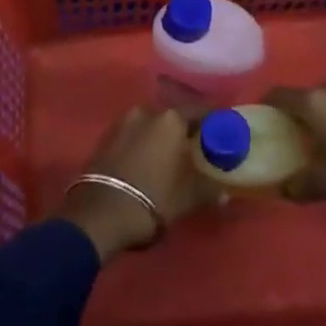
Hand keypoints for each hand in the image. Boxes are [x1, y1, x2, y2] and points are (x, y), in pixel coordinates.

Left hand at [60, 106, 222, 261]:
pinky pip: (131, 136)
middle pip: (172, 118)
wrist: (101, 213)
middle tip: (194, 148)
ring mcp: (121, 123)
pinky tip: (146, 163)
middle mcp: (145, 112)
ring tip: (169, 158)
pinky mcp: (104, 138)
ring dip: (159, 138)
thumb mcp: (190, 197)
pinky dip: (141, 145)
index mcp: (170, 119)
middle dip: (183, 131)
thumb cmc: (154, 198)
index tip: (221, 132)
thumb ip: (210, 190)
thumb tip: (224, 193)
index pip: (199, 112)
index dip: (212, 122)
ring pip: (149, 126)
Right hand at [270, 77, 325, 207]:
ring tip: (325, 141)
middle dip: (297, 114)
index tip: (262, 122)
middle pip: (304, 96)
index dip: (265, 106)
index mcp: (313, 102)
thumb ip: (300, 185)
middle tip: (294, 137)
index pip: (277, 94)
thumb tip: (284, 190)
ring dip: (323, 115)